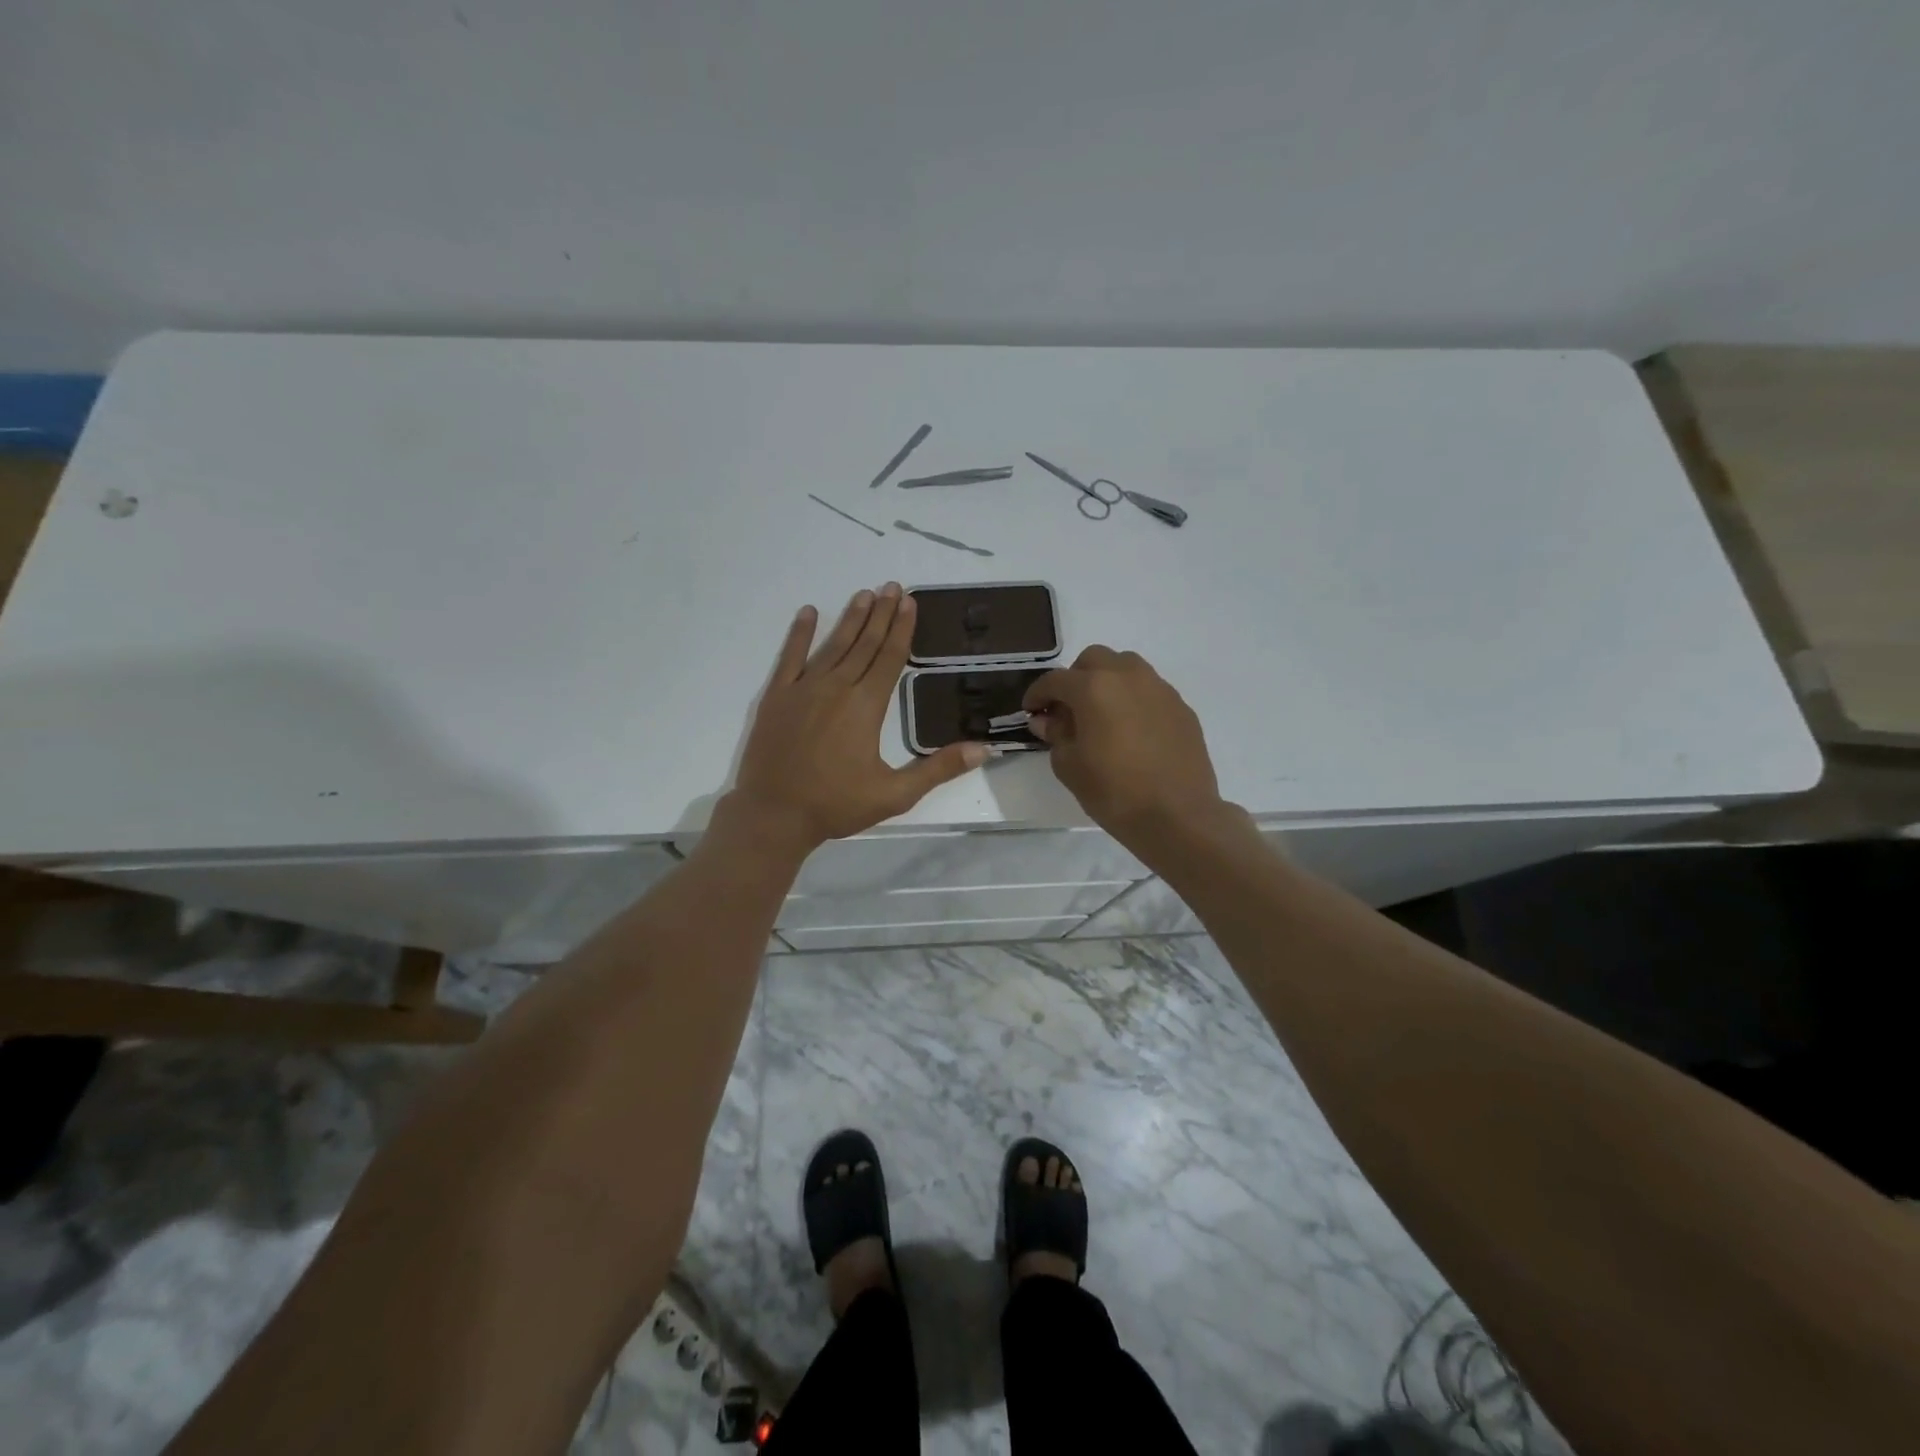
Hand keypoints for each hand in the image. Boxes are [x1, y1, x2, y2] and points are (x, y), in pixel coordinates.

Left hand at [729, 584, 987, 848]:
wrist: (773, 814)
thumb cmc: (836, 805)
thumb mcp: (895, 794)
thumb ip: (938, 769)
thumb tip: (982, 749)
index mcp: (866, 706)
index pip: (889, 658)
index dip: (902, 629)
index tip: (910, 602)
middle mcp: (836, 687)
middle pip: (864, 644)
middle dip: (881, 614)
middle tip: (892, 586)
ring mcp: (803, 689)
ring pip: (832, 645)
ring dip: (850, 618)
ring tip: (864, 594)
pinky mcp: (777, 697)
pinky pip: (789, 657)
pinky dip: (799, 634)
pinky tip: (808, 613)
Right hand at [1023, 646, 1225, 842]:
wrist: (1178, 815)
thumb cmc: (1114, 792)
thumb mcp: (1069, 767)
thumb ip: (1056, 735)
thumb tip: (1049, 720)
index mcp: (1094, 688)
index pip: (1055, 680)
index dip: (1037, 694)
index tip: (1031, 711)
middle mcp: (1128, 676)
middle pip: (1093, 660)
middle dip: (1075, 679)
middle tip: (1068, 709)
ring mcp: (1159, 689)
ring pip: (1126, 668)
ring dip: (1107, 683)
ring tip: (1102, 715)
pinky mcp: (1181, 707)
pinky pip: (1149, 691)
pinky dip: (1133, 700)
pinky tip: (1131, 731)